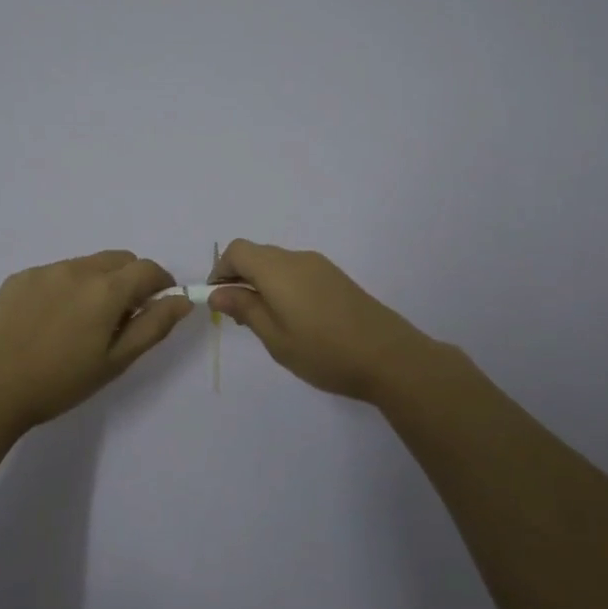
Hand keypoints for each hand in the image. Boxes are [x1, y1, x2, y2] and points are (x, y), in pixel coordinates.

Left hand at [0, 251, 193, 431]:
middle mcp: (77, 269)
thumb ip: (154, 325)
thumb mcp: (117, 360)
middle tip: (121, 316)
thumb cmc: (63, 381)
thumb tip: (182, 299)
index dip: (161, 283)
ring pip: (86, 265)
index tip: (158, 304)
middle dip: (130, 279)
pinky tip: (51, 321)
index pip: (148, 269)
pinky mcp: (20, 278)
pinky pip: (55, 273)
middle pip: (118, 259)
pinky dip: (65, 288)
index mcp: (105, 289)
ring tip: (81, 322)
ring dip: (97, 283)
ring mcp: (45, 270)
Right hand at [207, 240, 437, 403]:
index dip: (220, 271)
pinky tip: (293, 319)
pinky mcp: (336, 278)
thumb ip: (245, 309)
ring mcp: (321, 266)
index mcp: (278, 269)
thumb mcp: (275, 337)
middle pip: (257, 255)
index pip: (237, 251)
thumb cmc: (324, 352)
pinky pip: (298, 272)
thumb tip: (217, 293)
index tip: (217, 301)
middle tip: (239, 317)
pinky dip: (283, 286)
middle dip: (240, 278)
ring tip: (266, 323)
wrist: (390, 358)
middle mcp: (298, 258)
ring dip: (262, 283)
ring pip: (278, 264)